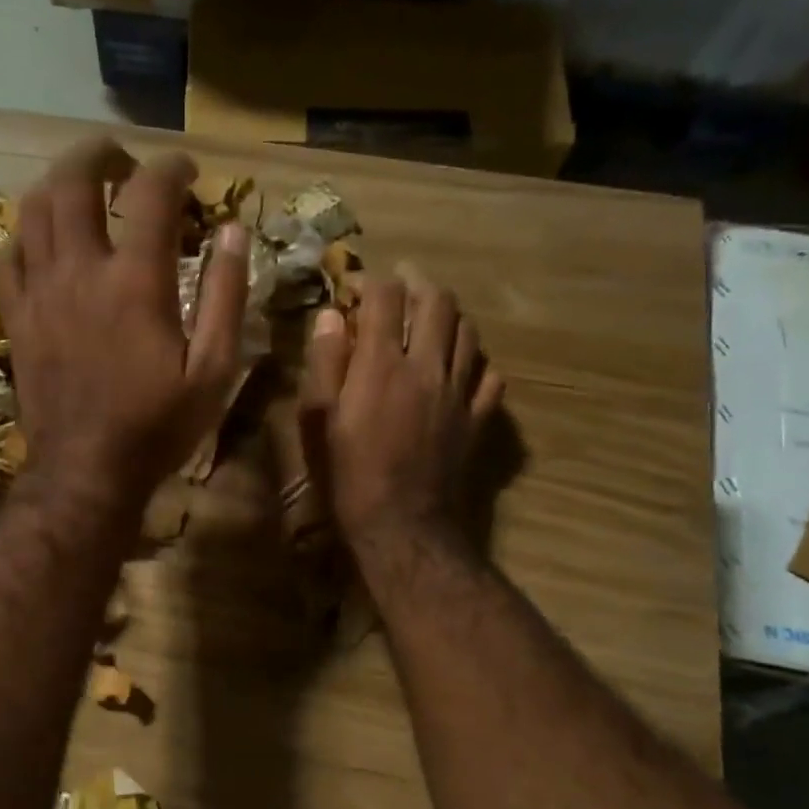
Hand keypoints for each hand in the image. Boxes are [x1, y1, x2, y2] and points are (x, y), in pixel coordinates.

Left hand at [0, 137, 248, 511]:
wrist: (87, 471)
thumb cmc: (158, 425)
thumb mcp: (214, 370)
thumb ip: (227, 296)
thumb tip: (233, 232)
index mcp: (135, 282)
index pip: (151, 193)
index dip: (172, 167)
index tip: (189, 171)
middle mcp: (80, 272)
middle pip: (74, 180)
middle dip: (101, 153)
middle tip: (124, 161)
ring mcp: (40, 292)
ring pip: (34, 208)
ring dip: (60, 183)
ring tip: (85, 187)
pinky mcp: (16, 316)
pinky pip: (7, 255)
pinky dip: (26, 233)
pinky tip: (45, 240)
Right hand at [300, 263, 503, 550]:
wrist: (401, 525)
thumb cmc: (347, 475)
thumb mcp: (318, 420)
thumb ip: (324, 363)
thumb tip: (329, 317)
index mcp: (381, 364)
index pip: (385, 297)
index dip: (371, 283)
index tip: (356, 290)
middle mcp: (427, 367)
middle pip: (438, 302)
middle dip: (418, 285)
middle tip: (401, 288)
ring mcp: (459, 392)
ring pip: (468, 332)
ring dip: (449, 316)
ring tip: (431, 320)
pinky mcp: (478, 418)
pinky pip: (490, 376)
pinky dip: (475, 362)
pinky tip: (460, 368)